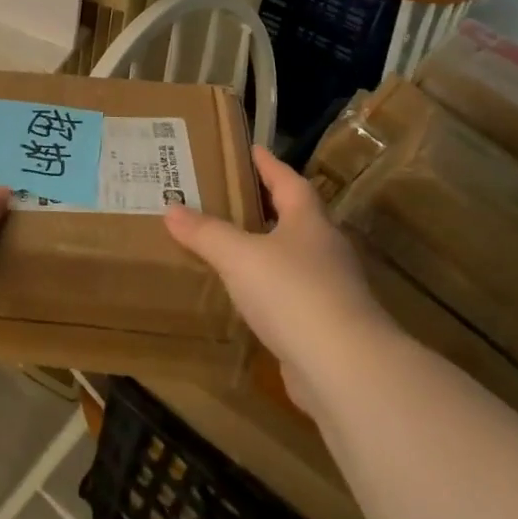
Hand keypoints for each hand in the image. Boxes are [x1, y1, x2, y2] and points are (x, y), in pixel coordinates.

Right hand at [163, 147, 392, 411]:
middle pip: (297, 218)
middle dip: (269, 206)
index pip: (289, 182)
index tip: (253, 149)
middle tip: (234, 196)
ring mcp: (332, 291)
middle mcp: (325, 250)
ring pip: (296, 259)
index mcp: (309, 222)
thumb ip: (206, 233)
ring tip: (234, 246)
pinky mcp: (327, 328)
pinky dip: (271, 291)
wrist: (346, 369)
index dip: (269, 165)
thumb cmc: (293, 293)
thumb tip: (171, 208)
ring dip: (269, 251)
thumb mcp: (239, 256)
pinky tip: (249, 299)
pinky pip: (293, 297)